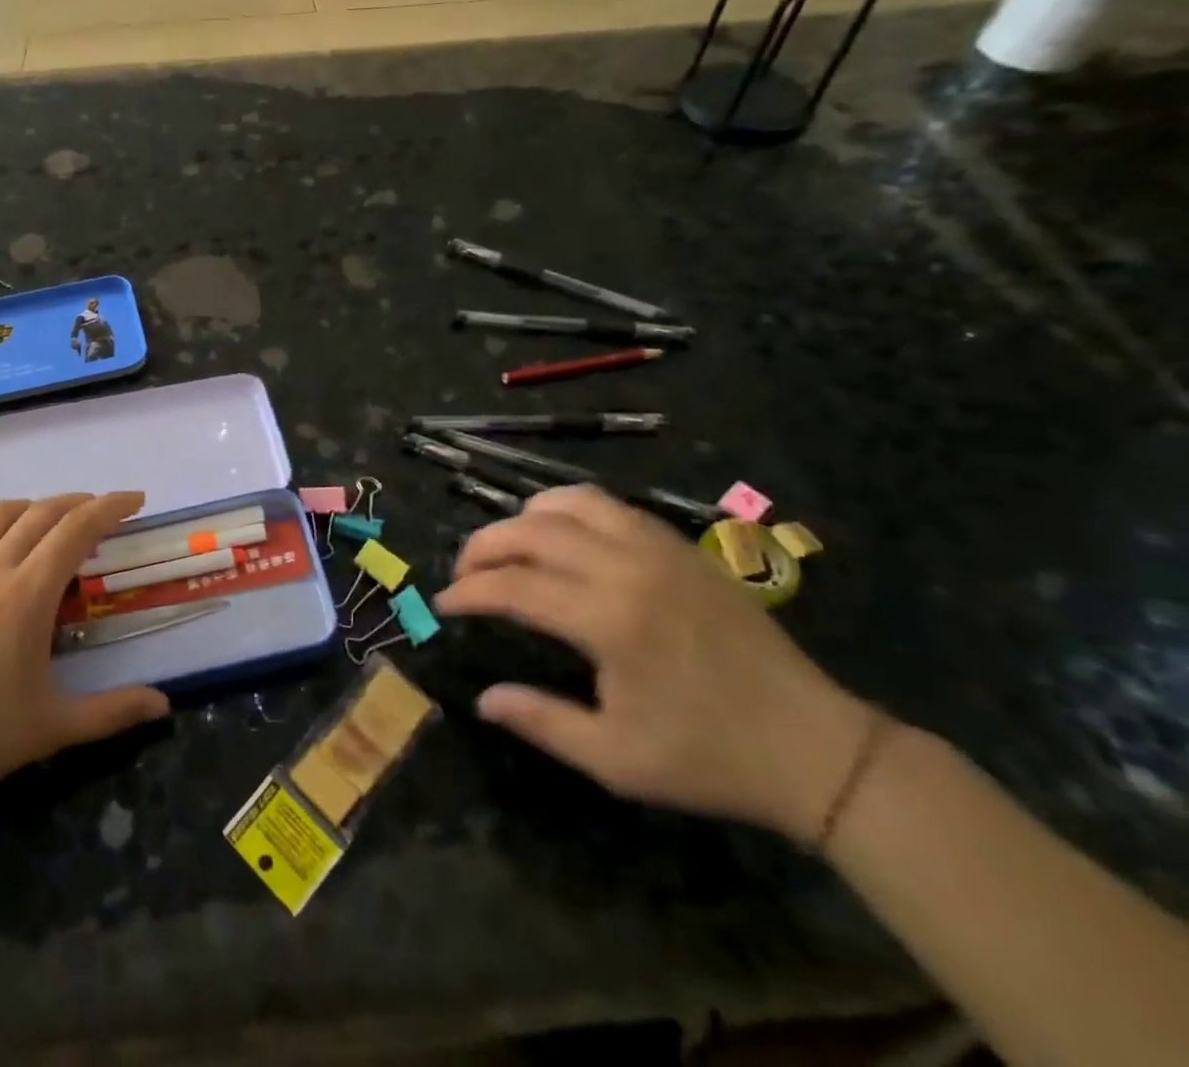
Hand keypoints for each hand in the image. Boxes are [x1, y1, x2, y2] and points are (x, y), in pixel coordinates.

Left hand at [0, 492, 169, 813]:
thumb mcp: (49, 729)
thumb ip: (110, 713)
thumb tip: (163, 705)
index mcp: (28, 595)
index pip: (77, 530)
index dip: (110, 507)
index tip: (136, 500)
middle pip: (41, 514)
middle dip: (79, 503)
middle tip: (104, 513)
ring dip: (32, 506)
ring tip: (52, 517)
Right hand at [436, 486, 875, 843]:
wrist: (816, 748)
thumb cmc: (710, 758)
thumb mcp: (616, 759)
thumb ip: (541, 721)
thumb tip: (483, 699)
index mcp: (609, 620)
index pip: (514, 586)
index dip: (469, 591)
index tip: (443, 605)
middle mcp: (627, 567)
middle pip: (531, 531)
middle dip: (484, 546)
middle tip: (463, 573)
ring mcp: (658, 549)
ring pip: (570, 502)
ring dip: (525, 517)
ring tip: (508, 546)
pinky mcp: (680, 547)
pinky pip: (611, 506)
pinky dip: (570, 511)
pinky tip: (562, 538)